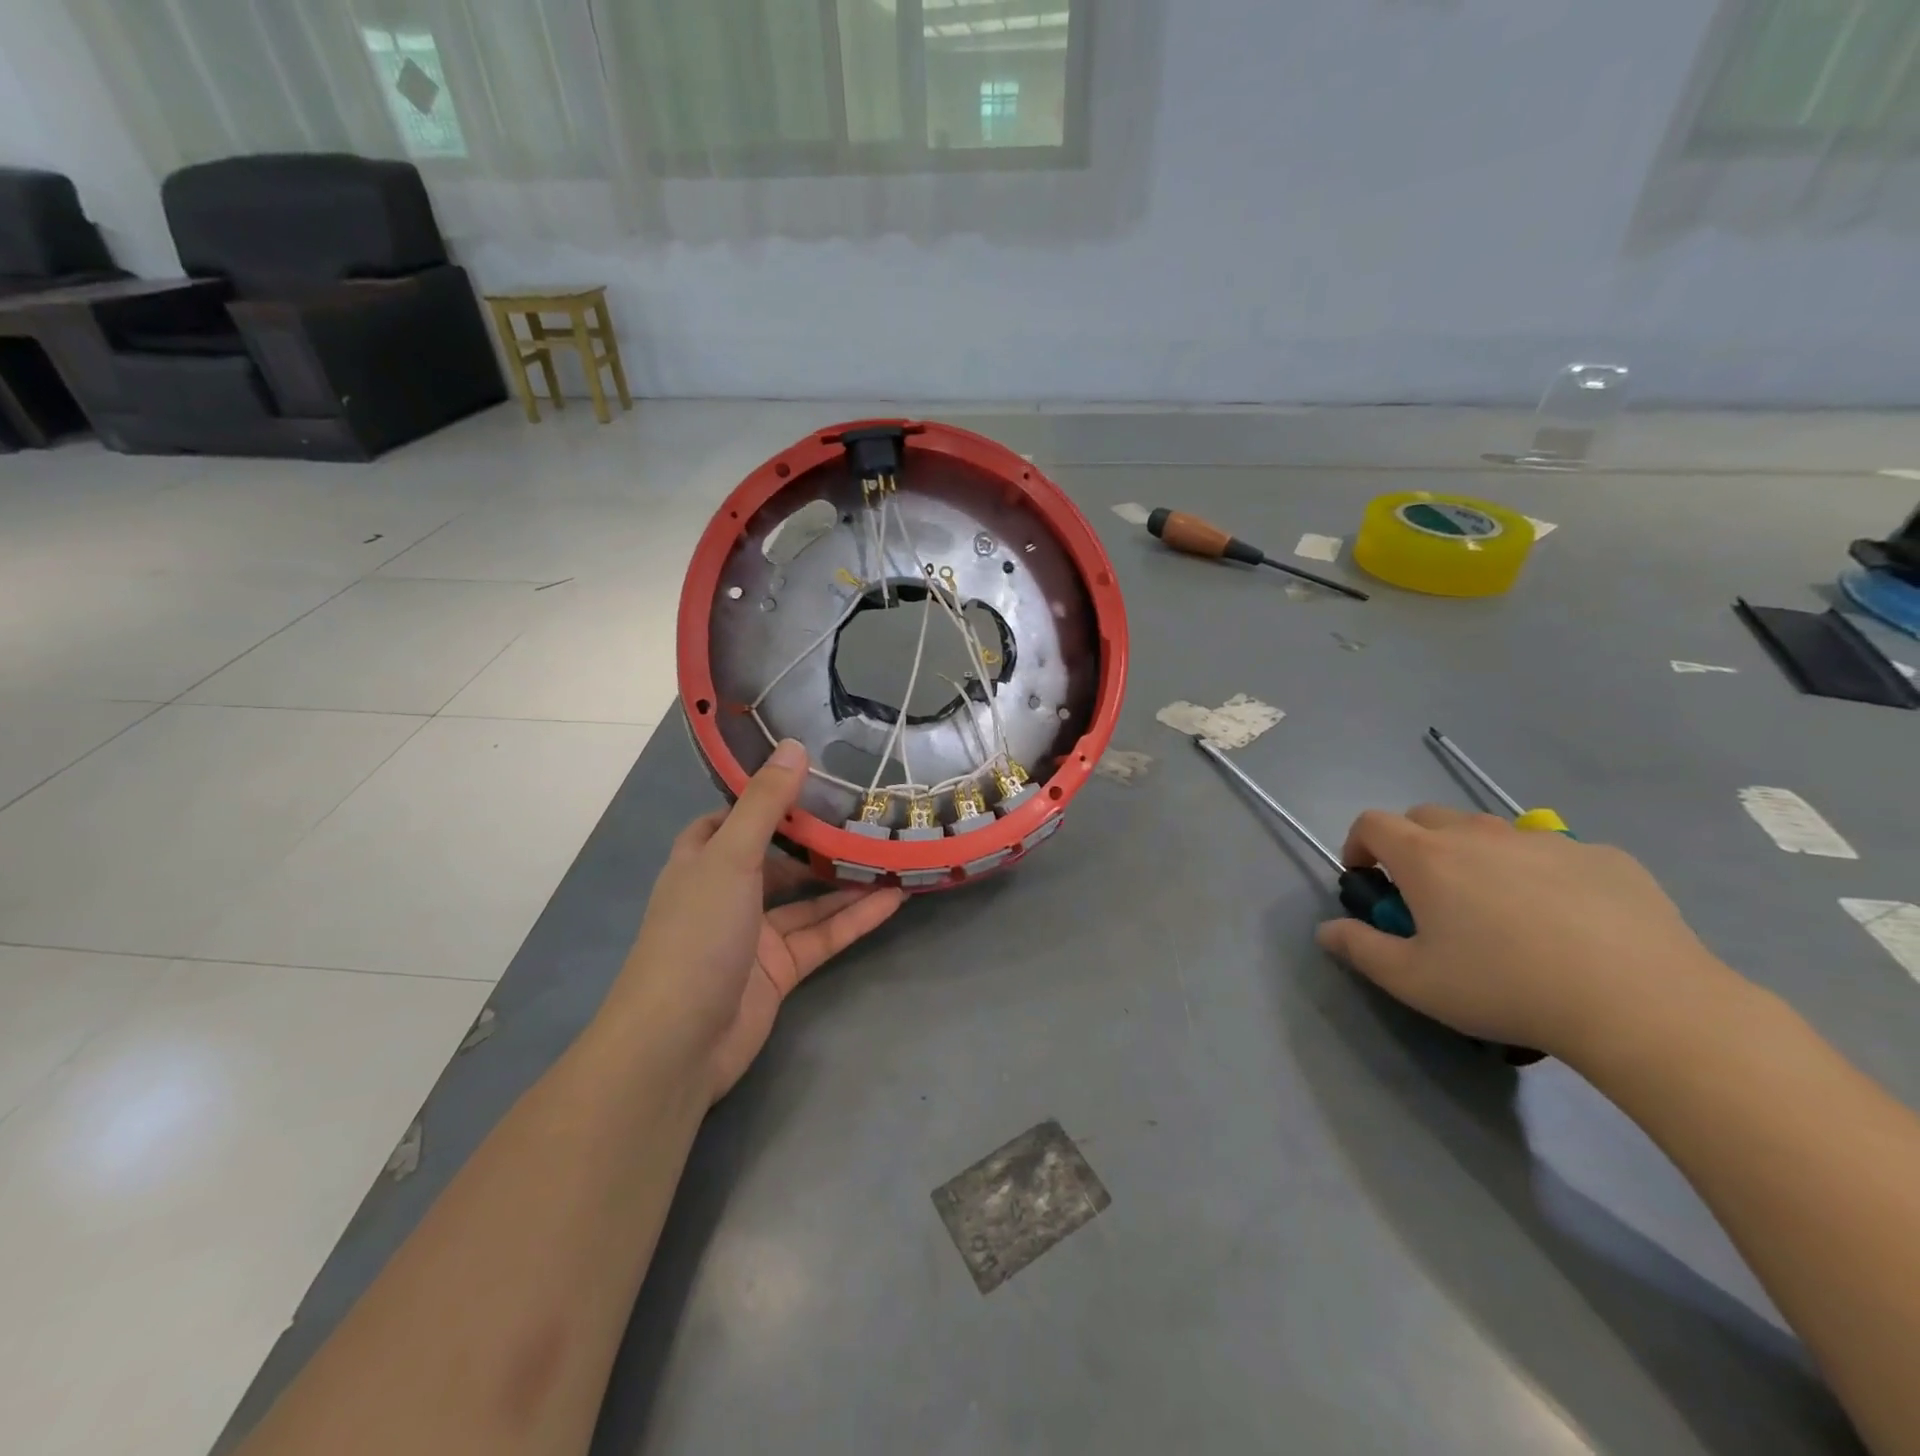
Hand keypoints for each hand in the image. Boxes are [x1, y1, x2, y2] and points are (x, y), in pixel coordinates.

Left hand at [613, 739, 905, 1101]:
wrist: (677, 1043)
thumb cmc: (696, 935)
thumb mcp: (731, 857)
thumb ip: (765, 804)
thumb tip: (794, 745)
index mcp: (703, 860)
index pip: (733, 817)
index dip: (766, 797)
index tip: (811, 775)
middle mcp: (728, 892)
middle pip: (779, 857)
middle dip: (819, 839)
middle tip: (868, 811)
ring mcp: (755, 934)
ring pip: (808, 899)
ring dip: (846, 880)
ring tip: (893, 853)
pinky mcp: (780, 971)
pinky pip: (822, 935)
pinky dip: (854, 918)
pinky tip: (893, 899)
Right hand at [1314, 806, 1734, 1064]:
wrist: (1640, 1003)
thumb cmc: (1505, 987)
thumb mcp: (1414, 981)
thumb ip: (1360, 948)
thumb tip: (1327, 930)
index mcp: (1427, 857)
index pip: (1372, 823)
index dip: (1359, 845)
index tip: (1367, 878)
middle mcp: (1479, 834)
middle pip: (1427, 817)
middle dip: (1413, 846)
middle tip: (1429, 896)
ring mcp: (1545, 840)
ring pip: (1490, 832)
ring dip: (1475, 856)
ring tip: (1498, 908)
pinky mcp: (1604, 856)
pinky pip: (1554, 853)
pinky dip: (1540, 874)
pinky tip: (1567, 922)